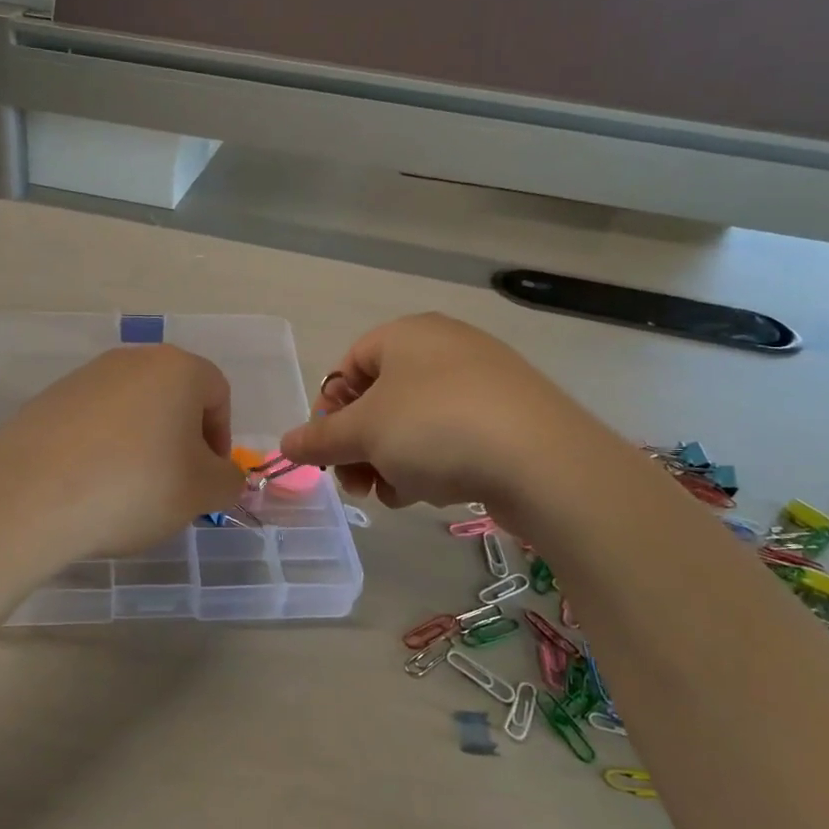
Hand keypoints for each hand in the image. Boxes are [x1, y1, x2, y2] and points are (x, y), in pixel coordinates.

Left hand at [0, 346, 246, 563]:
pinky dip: (102, 448)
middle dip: (181, 439)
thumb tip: (224, 477)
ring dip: (141, 443)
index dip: (221, 437)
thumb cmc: (136, 486)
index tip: (208, 477)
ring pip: (131, 409)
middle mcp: (130, 360)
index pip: (217, 393)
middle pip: (172, 396)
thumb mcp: (202, 492)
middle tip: (174, 485)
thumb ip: (229, 481)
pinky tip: (90, 484)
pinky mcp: (47, 401)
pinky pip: (92, 422)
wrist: (31, 497)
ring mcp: (83, 377)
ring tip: (128, 490)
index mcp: (176, 368)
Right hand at [278, 314, 550, 508]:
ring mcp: (482, 382)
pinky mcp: (509, 417)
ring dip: (392, 461)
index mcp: (407, 335)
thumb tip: (285, 445)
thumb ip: (320, 439)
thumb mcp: (364, 433)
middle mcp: (445, 348)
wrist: (543, 460)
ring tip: (395, 494)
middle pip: (381, 399)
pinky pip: (452, 436)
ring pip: (415, 423)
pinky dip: (433, 463)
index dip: (329, 409)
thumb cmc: (435, 428)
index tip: (327, 451)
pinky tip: (434, 492)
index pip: (348, 365)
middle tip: (355, 483)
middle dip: (360, 445)